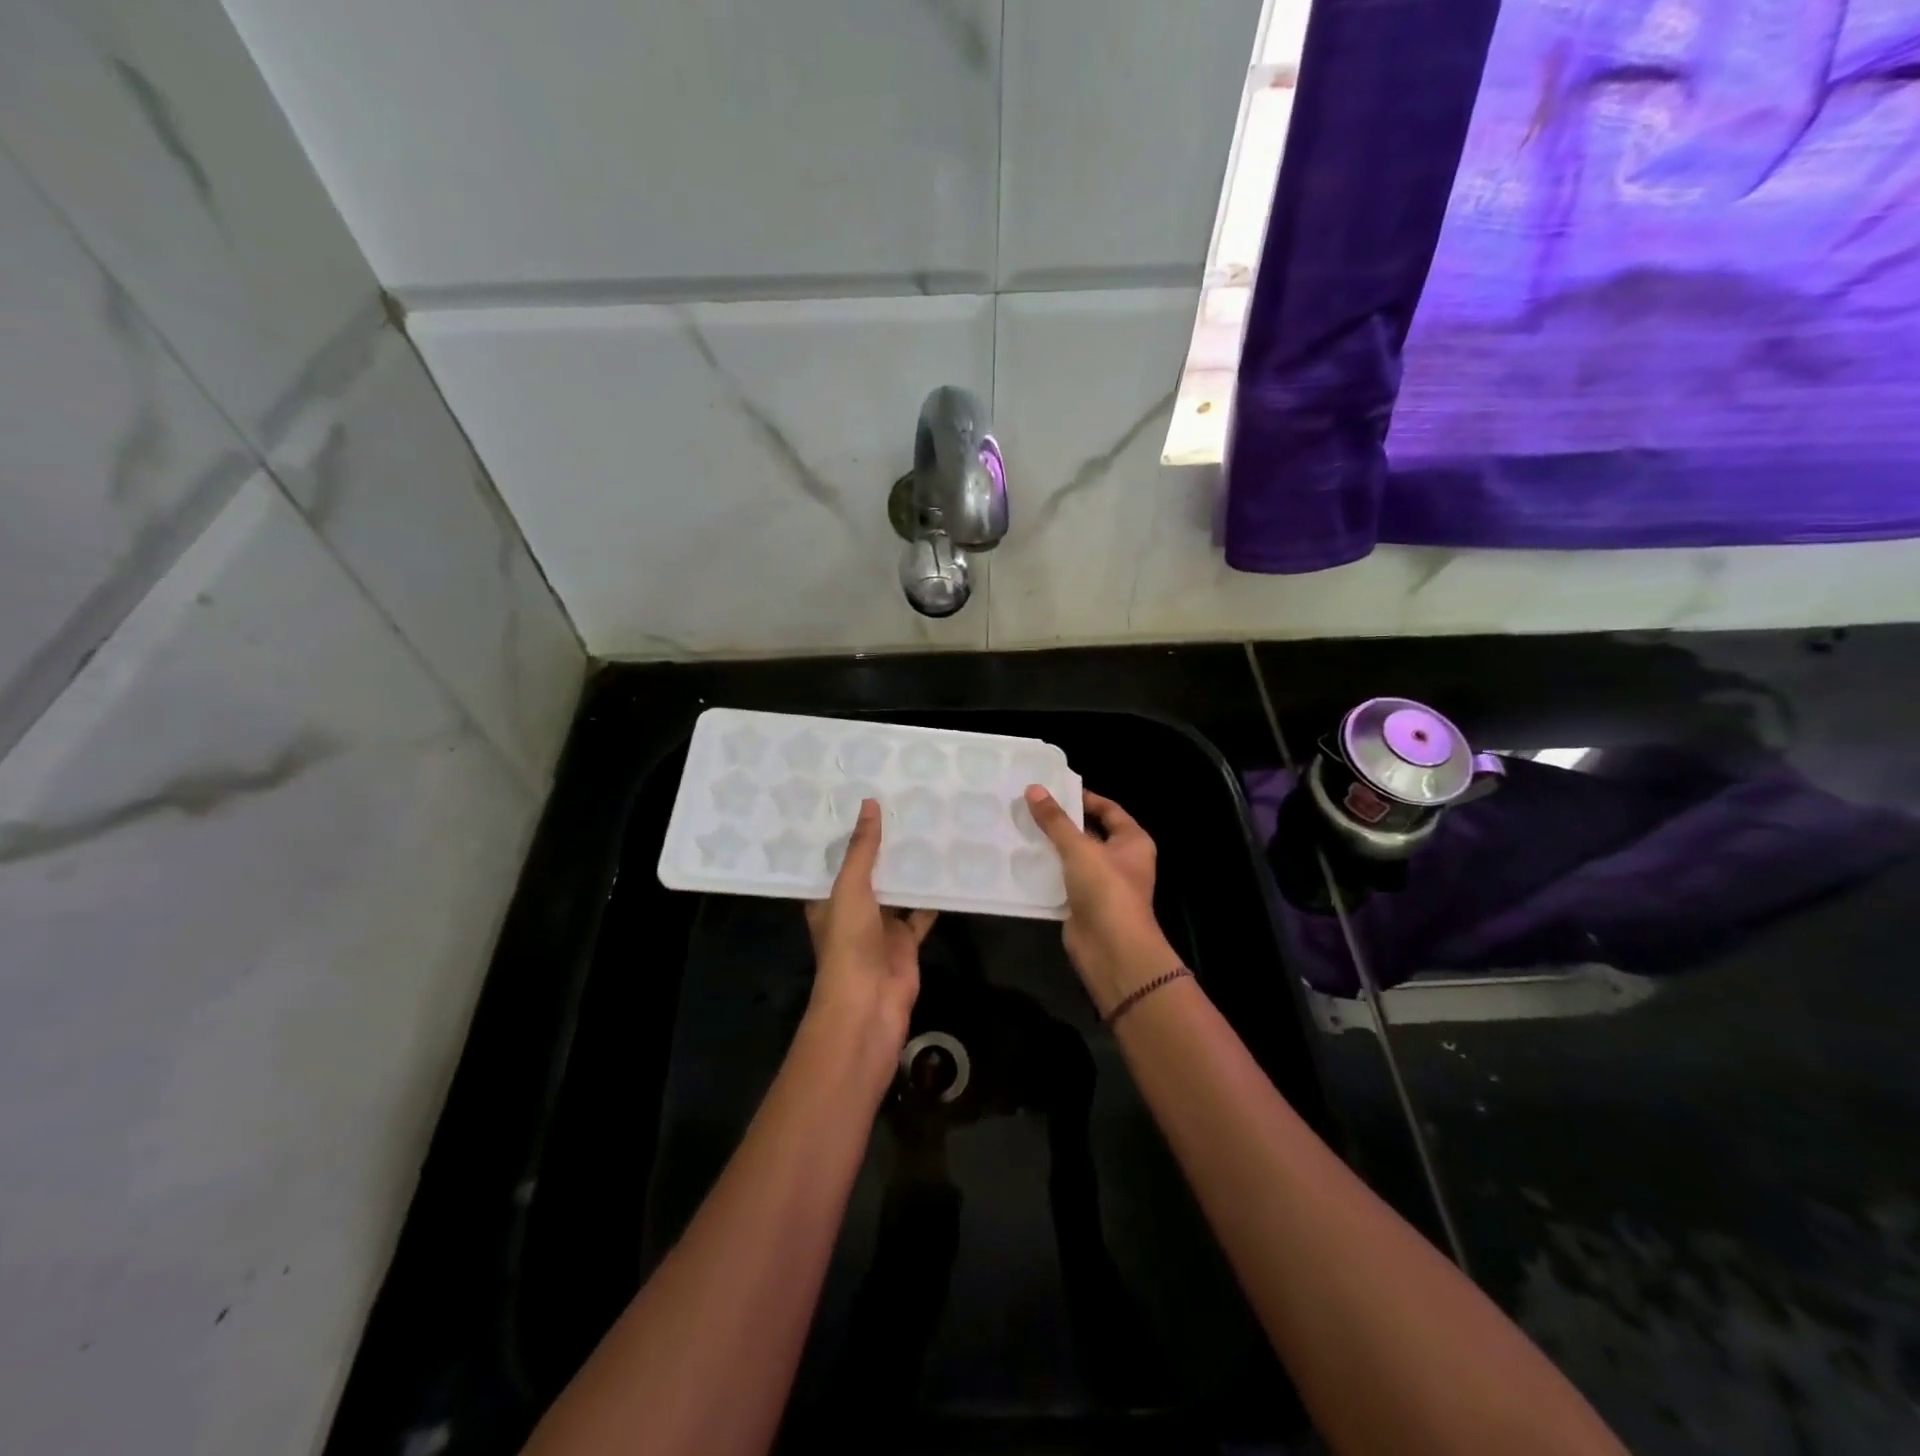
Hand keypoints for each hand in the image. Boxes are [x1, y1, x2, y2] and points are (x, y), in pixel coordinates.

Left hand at [804, 799, 934, 1074]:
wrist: (869, 1004)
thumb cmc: (848, 944)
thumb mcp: (850, 889)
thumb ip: (862, 849)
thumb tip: (869, 803)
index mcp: (828, 899)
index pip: (835, 859)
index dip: (847, 833)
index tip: (862, 798)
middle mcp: (852, 910)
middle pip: (869, 872)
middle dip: (883, 846)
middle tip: (904, 804)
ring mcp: (880, 927)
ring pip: (897, 890)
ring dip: (909, 868)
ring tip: (928, 827)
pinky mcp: (906, 941)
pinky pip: (921, 913)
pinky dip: (933, 896)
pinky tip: (948, 869)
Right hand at [1023, 787, 1181, 1017]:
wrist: (1112, 949)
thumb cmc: (1106, 889)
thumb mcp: (1079, 848)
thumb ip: (1055, 820)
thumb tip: (1033, 789)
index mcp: (1132, 841)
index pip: (1109, 809)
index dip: (1083, 798)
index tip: (1052, 790)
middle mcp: (1121, 860)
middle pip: (1089, 833)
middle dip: (1061, 822)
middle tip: (1028, 807)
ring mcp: (1102, 884)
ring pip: (1073, 858)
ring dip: (1051, 847)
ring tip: (1019, 828)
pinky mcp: (1084, 904)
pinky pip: (1063, 881)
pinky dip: (1046, 872)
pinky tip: (1021, 860)